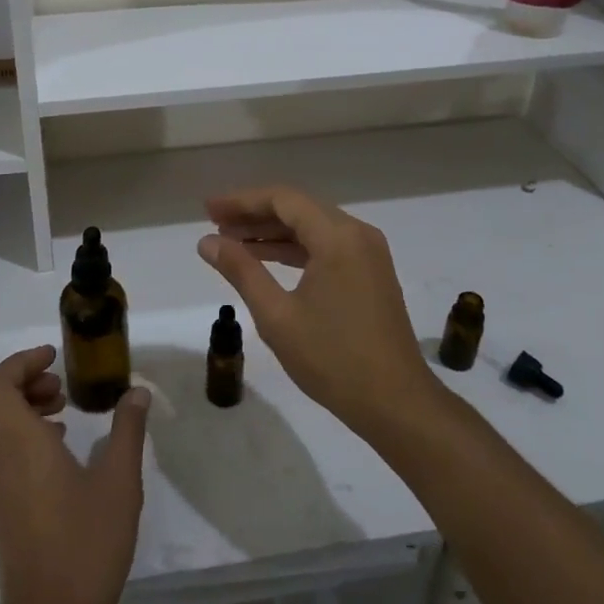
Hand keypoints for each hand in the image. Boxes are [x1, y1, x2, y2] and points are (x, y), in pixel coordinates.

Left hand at [0, 345, 150, 603]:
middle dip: (19, 379)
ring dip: (21, 405)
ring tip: (65, 411)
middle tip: (59, 383)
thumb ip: (126, 431)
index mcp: (20, 445)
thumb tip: (135, 392)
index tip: (54, 358)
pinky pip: (1, 450)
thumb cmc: (86, 546)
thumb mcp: (120, 482)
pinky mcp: (3, 507)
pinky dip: (23, 432)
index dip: (19, 363)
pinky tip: (62, 448)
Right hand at [197, 186, 437, 433]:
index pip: (282, 200)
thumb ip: (241, 270)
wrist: (396, 403)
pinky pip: (327, 246)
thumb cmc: (333, 359)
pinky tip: (266, 259)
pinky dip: (295, 249)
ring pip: (312, 227)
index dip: (241, 201)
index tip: (208, 210)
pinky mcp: (371, 273)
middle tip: (213, 224)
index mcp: (337, 237)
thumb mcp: (277, 315)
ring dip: (272, 232)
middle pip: (298, 209)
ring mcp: (368, 253)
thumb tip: (207, 241)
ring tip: (231, 242)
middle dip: (254, 214)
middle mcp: (357, 234)